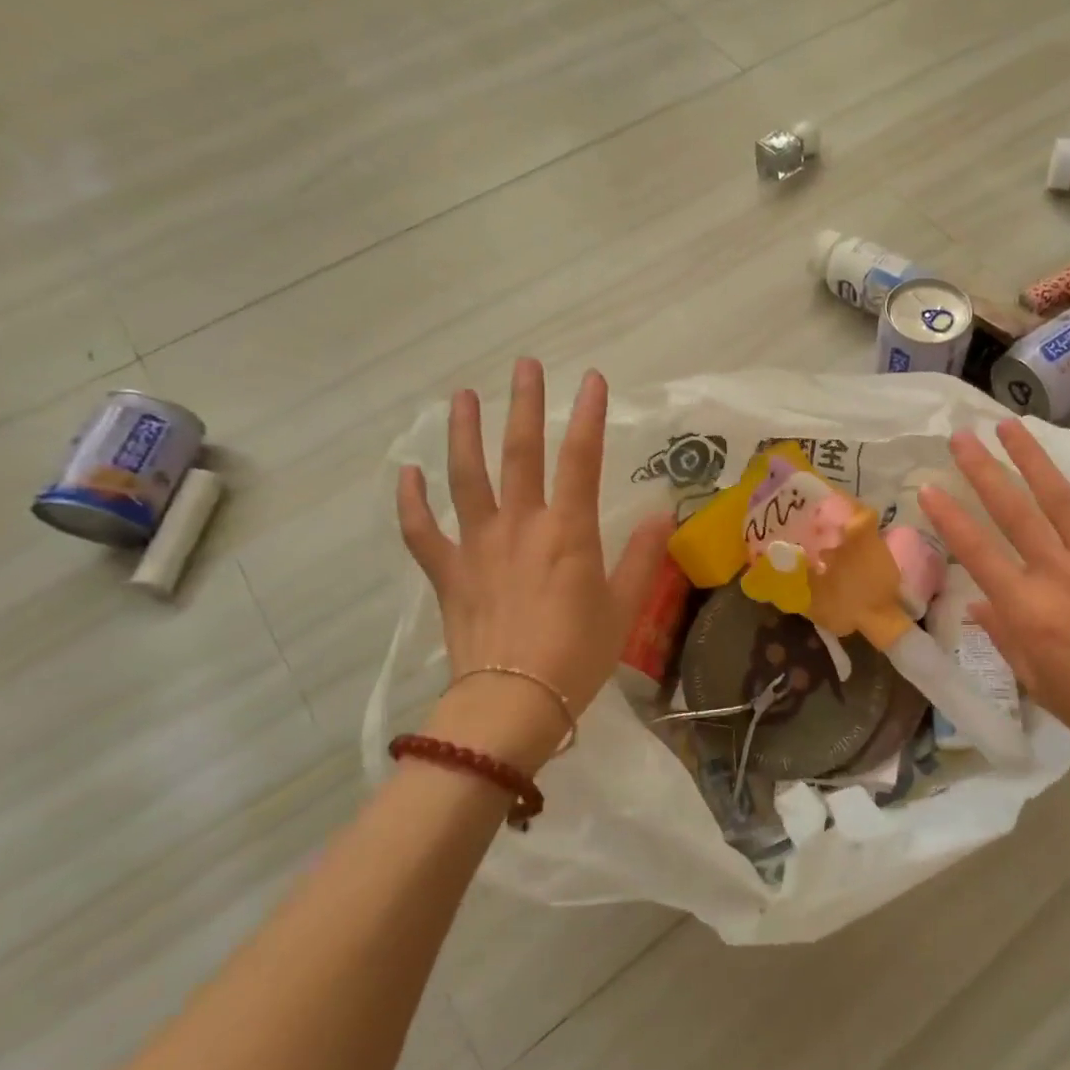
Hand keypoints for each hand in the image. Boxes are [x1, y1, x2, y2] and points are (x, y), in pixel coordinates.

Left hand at [397, 361, 673, 769]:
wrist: (512, 703)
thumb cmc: (577, 656)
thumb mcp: (623, 607)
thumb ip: (643, 556)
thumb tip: (663, 513)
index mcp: (569, 532)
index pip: (581, 460)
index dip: (588, 416)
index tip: (591, 379)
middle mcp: (521, 526)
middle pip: (520, 454)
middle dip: (525, 406)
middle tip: (524, 365)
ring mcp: (478, 547)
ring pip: (466, 478)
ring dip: (463, 434)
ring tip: (462, 397)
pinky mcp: (448, 573)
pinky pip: (422, 532)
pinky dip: (411, 502)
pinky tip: (406, 473)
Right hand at [918, 420, 1069, 796]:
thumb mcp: (1039, 683)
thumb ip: (1005, 638)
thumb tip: (977, 604)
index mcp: (1027, 610)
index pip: (977, 553)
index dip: (949, 518)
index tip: (928, 488)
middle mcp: (1058, 573)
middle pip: (1012, 512)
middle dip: (982, 471)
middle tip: (961, 437)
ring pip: (1060, 497)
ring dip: (1032, 458)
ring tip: (1009, 426)